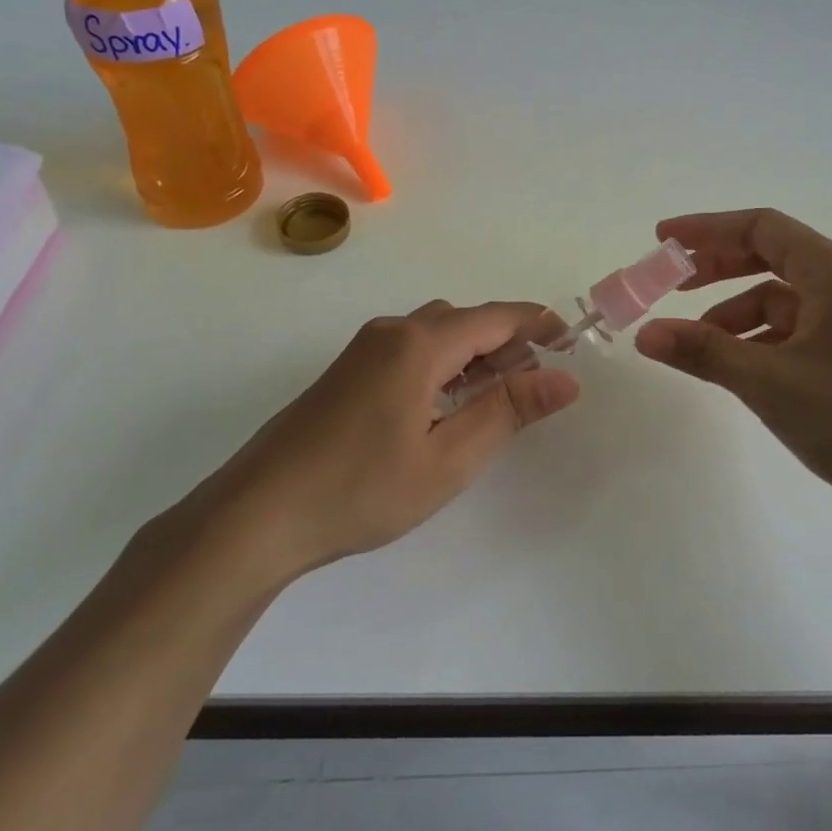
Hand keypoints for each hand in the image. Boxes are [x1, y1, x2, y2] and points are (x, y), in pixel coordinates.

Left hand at [194, 301, 579, 575]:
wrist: (259, 513)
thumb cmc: (362, 488)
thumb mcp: (449, 457)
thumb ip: (509, 410)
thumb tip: (566, 379)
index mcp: (419, 344)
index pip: (496, 317)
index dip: (538, 325)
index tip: (572, 342)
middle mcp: (392, 332)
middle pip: (466, 321)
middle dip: (508, 342)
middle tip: (538, 381)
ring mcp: (364, 350)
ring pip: (436, 334)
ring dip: (475, 354)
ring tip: (500, 395)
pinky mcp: (348, 372)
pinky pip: (410, 350)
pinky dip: (444, 365)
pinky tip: (447, 405)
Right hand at [635, 208, 831, 534]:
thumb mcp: (770, 382)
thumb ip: (705, 352)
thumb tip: (644, 334)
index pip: (760, 227)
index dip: (706, 229)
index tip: (663, 241)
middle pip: (769, 256)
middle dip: (716, 267)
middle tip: (670, 284)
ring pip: (780, 300)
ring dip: (733, 313)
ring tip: (694, 343)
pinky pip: (795, 332)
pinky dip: (759, 341)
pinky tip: (737, 368)